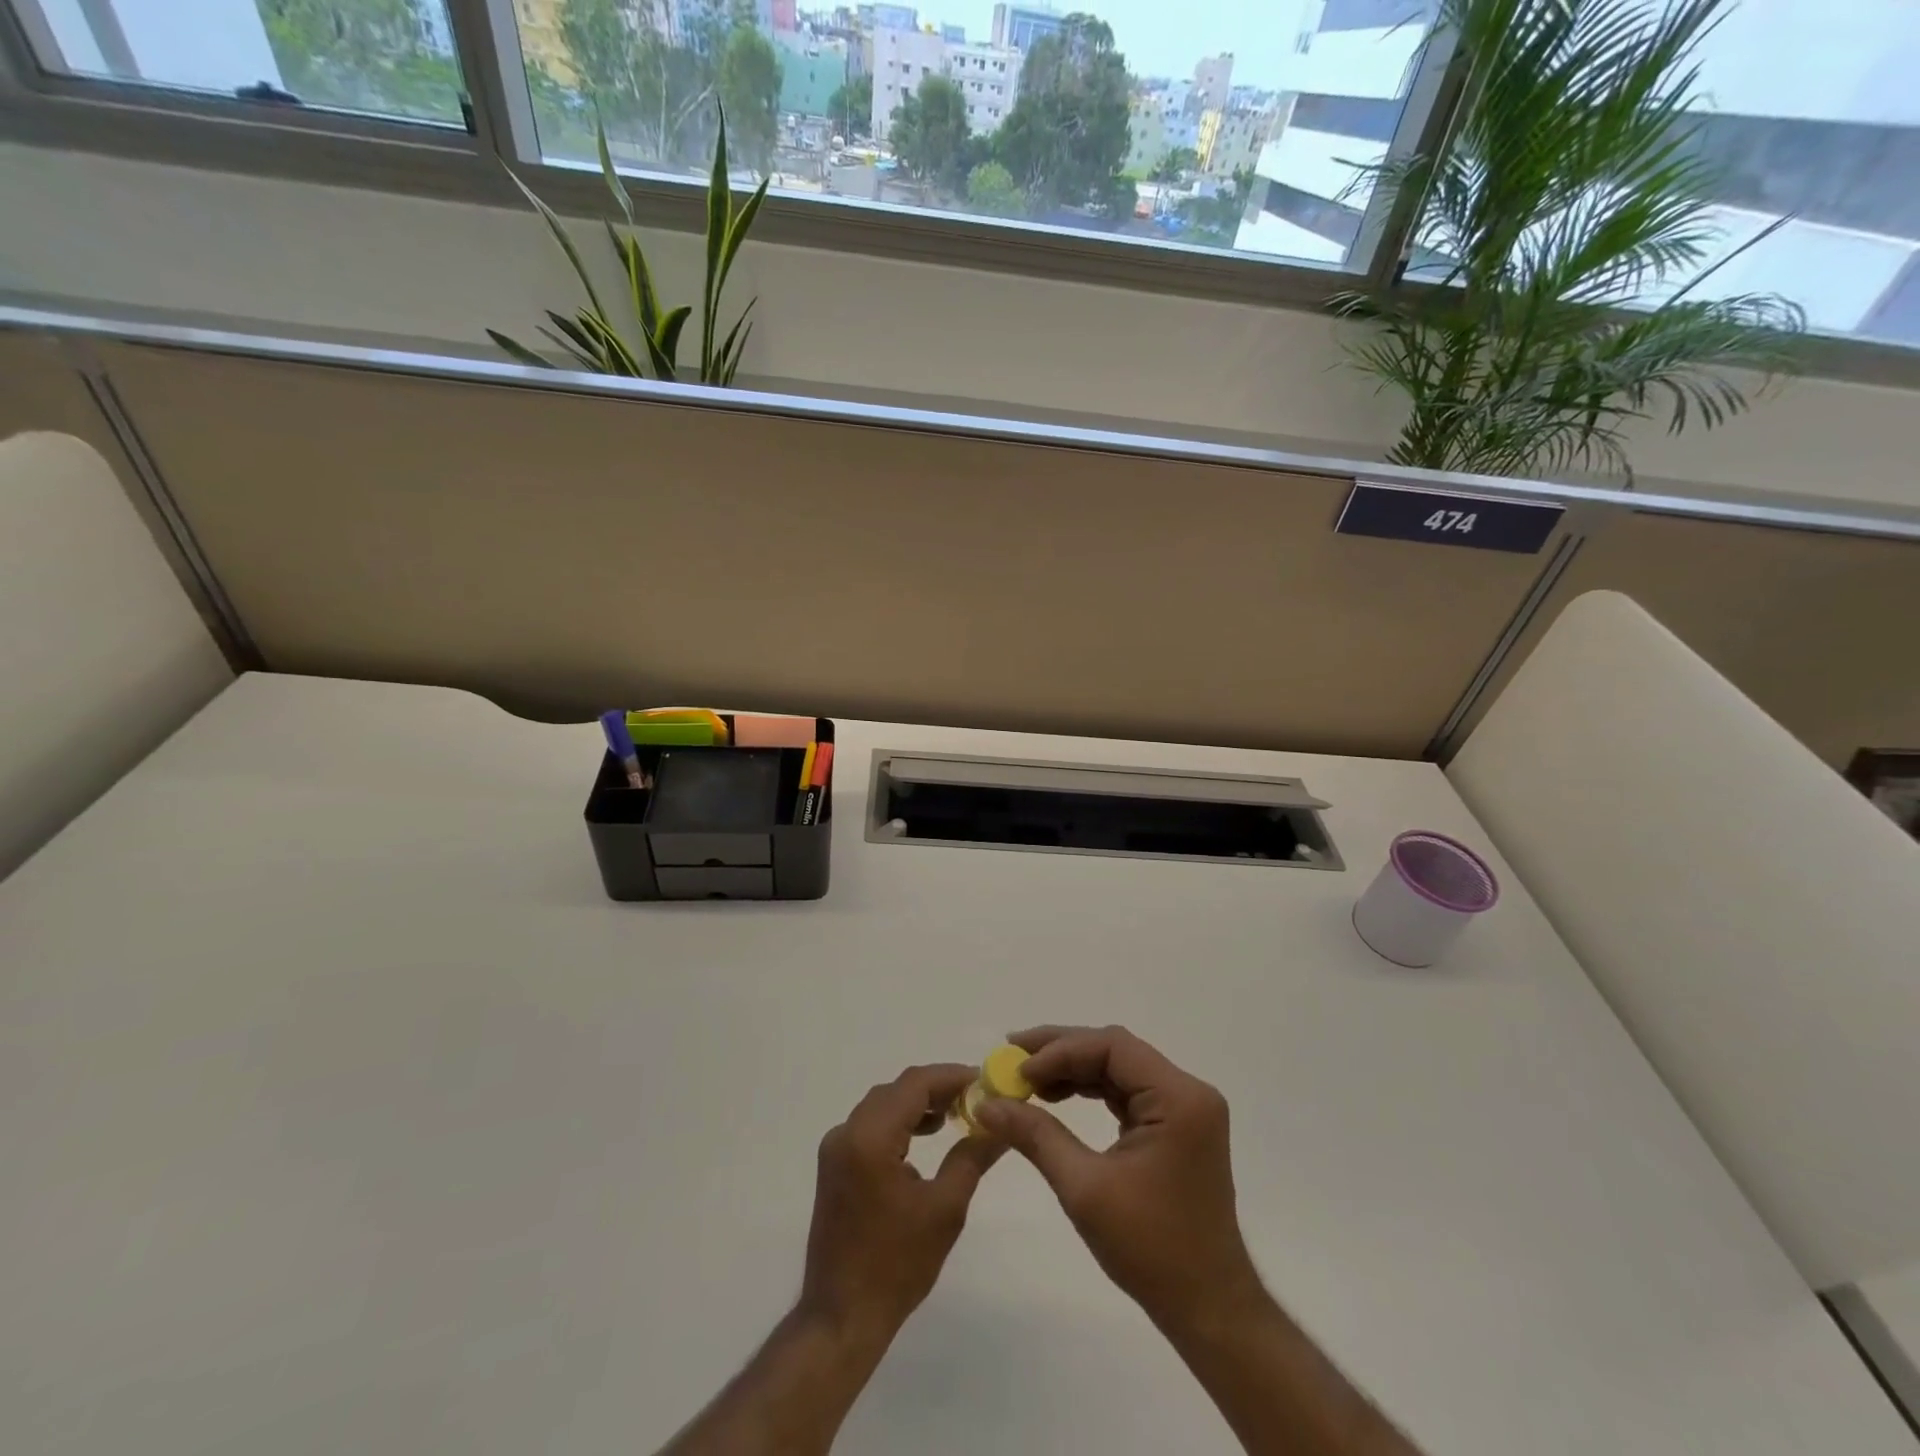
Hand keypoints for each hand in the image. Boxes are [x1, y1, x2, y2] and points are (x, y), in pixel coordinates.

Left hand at [800, 1063, 1002, 1338]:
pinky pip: (870, 1125)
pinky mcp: (834, 1166)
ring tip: (956, 1114)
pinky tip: (925, 1137)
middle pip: (897, 1090)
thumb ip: (972, 1156)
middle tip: (976, 1098)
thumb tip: (1002, 1125)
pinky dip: (899, 1122)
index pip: (914, 1084)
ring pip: (882, 1105)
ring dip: (918, 1104)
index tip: (985, 1080)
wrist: (842, 1318)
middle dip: (937, 1088)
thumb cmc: (897, 1265)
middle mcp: (846, 1132)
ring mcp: (836, 1148)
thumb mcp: (945, 1209)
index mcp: (870, 1137)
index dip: (951, 1076)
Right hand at [974, 1025, 1261, 1332]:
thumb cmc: (1151, 1249)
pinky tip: (1057, 1096)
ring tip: (1027, 1078)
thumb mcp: (1085, 1189)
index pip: (1112, 1047)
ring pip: (1118, 1067)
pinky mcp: (1175, 1126)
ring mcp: (1184, 1108)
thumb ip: (1036, 1136)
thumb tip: (986, 1105)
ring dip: (1072, 1069)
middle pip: (1115, 1050)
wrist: (1208, 1308)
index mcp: (1178, 1098)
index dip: (1060, 1050)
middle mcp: (1187, 1091)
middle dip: (1061, 1051)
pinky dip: (1090, 1090)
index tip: (1017, 1068)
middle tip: (1012, 1056)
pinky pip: (1126, 1091)